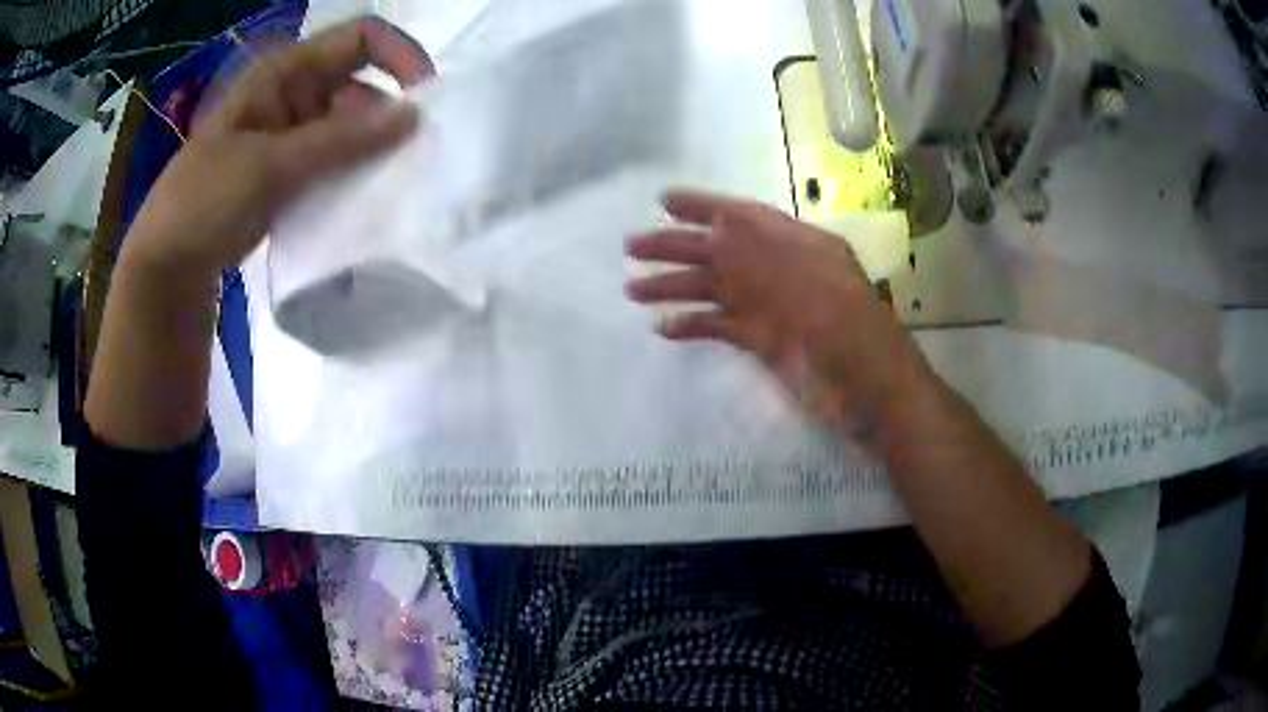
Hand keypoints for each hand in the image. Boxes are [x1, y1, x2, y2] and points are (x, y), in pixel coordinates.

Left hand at [121, 18, 432, 279]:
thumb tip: (413, 117)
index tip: (425, 100)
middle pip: (361, 86)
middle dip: (389, 115)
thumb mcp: (270, 166)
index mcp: (285, 73)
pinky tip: (364, 202)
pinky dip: (351, 177)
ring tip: (394, 186)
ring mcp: (290, 136)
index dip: (400, 56)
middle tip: (413, 160)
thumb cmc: (205, 201)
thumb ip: (341, 140)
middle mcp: (293, 95)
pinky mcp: (288, 173)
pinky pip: (333, 164)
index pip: (360, 39)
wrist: (166, 266)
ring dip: (372, 152)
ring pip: (349, 129)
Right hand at [625, 190, 933, 441]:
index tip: (663, 201)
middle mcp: (779, 270)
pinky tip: (664, 327)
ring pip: (715, 290)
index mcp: (797, 245)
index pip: (744, 215)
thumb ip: (764, 255)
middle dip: (676, 245)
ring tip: (632, 289)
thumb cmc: (851, 332)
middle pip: (721, 250)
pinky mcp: (765, 343)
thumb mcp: (811, 282)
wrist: (874, 394)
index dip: (704, 205)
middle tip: (630, 246)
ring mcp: (772, 308)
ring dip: (675, 287)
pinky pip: (722, 327)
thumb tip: (715, 231)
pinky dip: (694, 325)